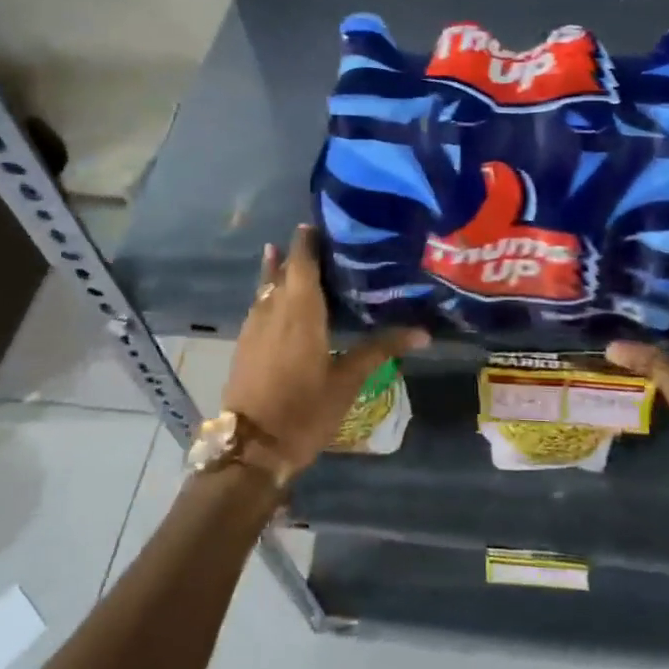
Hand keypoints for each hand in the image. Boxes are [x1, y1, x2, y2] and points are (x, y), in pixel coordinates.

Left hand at [223, 226, 428, 473]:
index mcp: (301, 309)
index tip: (320, 222)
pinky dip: (268, 293)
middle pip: (282, 270)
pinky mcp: (244, 343)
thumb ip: (380, 349)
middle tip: (317, 239)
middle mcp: (274, 309)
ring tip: (286, 254)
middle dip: (296, 252)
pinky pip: (258, 305)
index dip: (308, 239)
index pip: (302, 260)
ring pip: (266, 287)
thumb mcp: (347, 379)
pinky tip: (276, 300)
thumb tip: (423, 332)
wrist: (252, 446)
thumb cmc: (305, 409)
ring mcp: (254, 326)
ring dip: (277, 270)